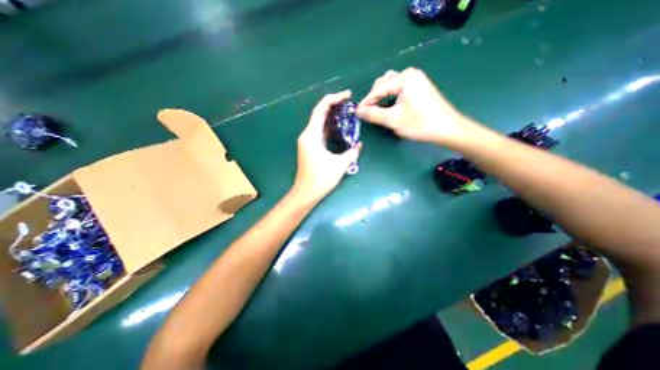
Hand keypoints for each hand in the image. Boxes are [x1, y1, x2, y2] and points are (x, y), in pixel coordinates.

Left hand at [293, 90, 362, 203]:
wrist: (306, 192)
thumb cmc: (321, 179)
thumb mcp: (340, 165)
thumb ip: (352, 152)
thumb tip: (359, 144)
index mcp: (312, 136)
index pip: (320, 109)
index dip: (333, 99)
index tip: (347, 95)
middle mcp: (307, 135)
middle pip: (319, 113)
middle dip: (333, 105)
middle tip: (348, 102)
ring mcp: (307, 141)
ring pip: (319, 122)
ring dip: (331, 115)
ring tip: (346, 112)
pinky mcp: (309, 147)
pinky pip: (319, 131)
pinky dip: (328, 126)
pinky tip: (338, 126)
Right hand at [356, 67, 468, 145]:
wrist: (447, 129)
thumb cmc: (420, 123)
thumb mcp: (393, 120)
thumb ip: (373, 114)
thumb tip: (357, 111)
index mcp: (404, 78)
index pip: (378, 89)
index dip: (366, 102)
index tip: (357, 113)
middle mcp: (410, 74)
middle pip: (384, 83)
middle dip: (374, 98)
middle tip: (369, 113)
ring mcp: (416, 80)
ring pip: (391, 87)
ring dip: (382, 97)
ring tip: (377, 110)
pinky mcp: (419, 89)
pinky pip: (399, 90)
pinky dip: (391, 98)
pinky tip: (389, 108)